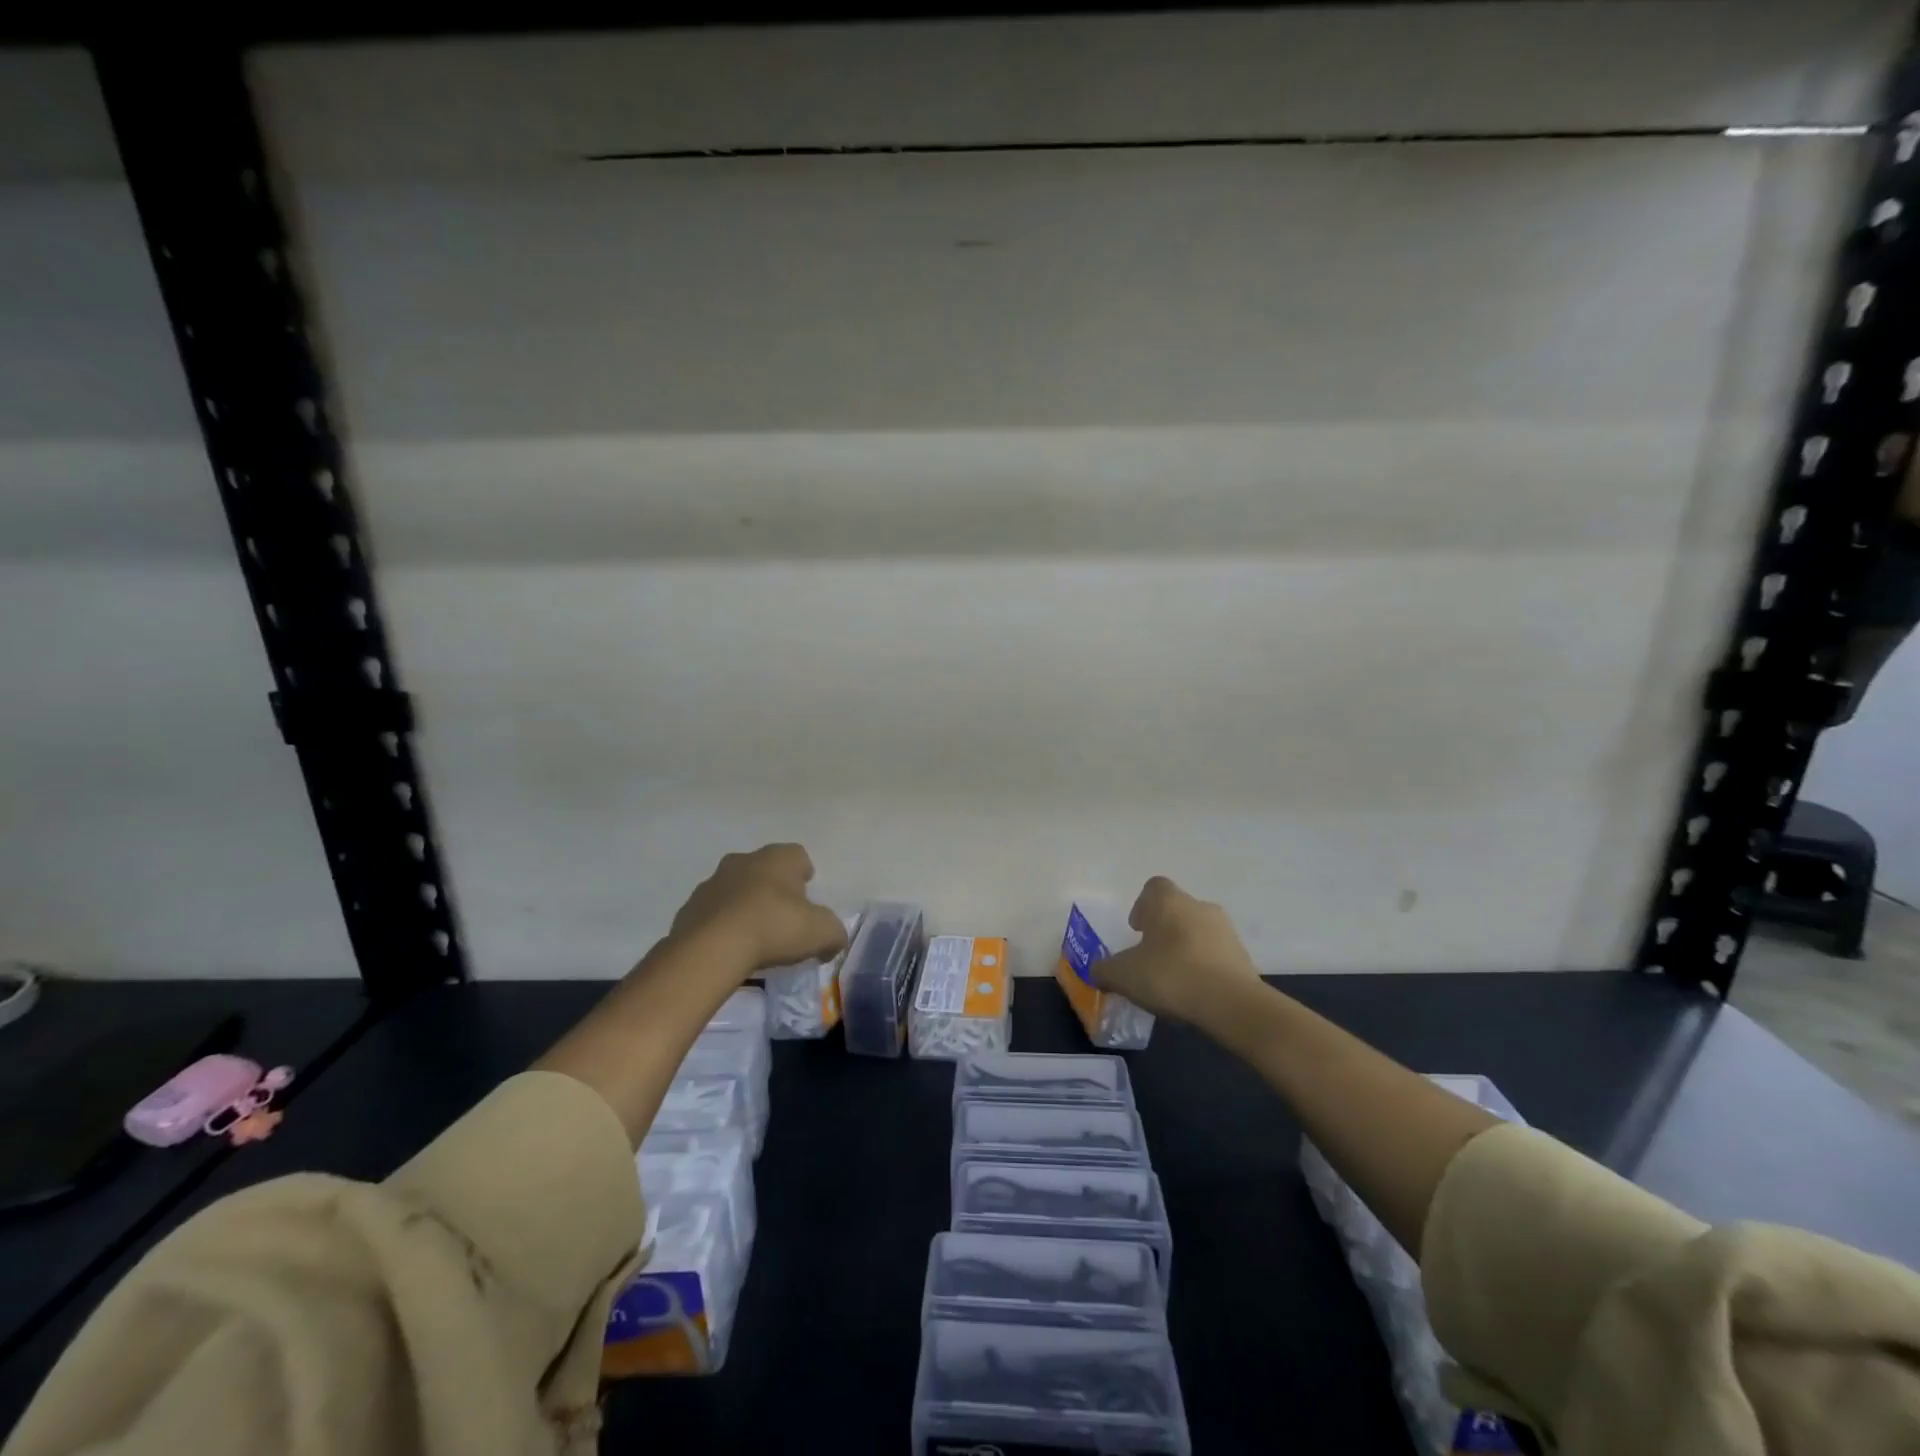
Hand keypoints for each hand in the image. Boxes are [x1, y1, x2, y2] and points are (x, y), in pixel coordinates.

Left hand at [669, 843, 847, 976]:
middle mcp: (743, 860)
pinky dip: (722, 924)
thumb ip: (835, 934)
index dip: (805, 874)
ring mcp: (712, 882)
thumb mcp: (822, 933)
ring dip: (745, 904)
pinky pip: (713, 912)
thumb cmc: (773, 928)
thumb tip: (833, 942)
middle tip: (783, 917)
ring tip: (754, 936)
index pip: (798, 855)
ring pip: (736, 888)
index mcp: (777, 858)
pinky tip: (730, 947)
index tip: (807, 898)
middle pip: (765, 869)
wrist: (710, 949)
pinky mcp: (689, 908)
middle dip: (774, 888)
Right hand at [1092, 876, 1261, 1029]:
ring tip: (1173, 979)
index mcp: (1168, 901)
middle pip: (1176, 910)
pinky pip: (1216, 955)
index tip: (1136, 930)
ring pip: (1198, 932)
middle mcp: (1198, 906)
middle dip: (1163, 930)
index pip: (1153, 888)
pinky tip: (1195, 992)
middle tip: (1150, 958)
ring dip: (1185, 948)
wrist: (1231, 1003)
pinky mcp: (1243, 956)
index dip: (1141, 906)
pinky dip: (1204, 967)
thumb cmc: (1170, 975)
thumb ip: (1104, 970)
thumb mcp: (1123, 975)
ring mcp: (1225, 930)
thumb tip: (1095, 970)